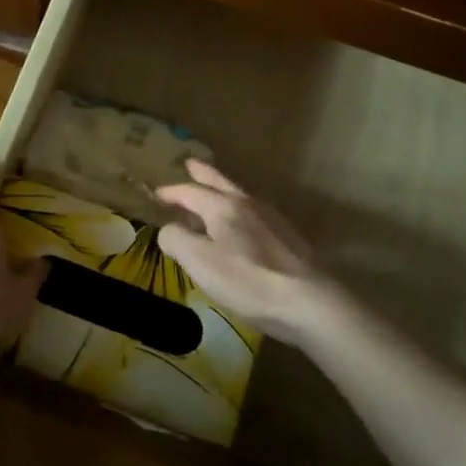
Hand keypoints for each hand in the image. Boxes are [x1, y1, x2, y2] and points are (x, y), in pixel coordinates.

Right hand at [155, 160, 335, 343]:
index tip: (156, 195)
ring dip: (222, 190)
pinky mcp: (288, 238)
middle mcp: (247, 204)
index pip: (190, 192)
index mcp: (222, 207)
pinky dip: (240, 210)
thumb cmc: (247, 280)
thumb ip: (177, 240)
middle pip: (220, 182)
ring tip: (214, 192)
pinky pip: (255, 213)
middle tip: (190, 164)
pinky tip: (243, 224)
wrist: (309, 301)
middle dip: (203, 174)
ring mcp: (272, 219)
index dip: (171, 193)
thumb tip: (169, 230)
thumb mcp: (199, 262)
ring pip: (240, 195)